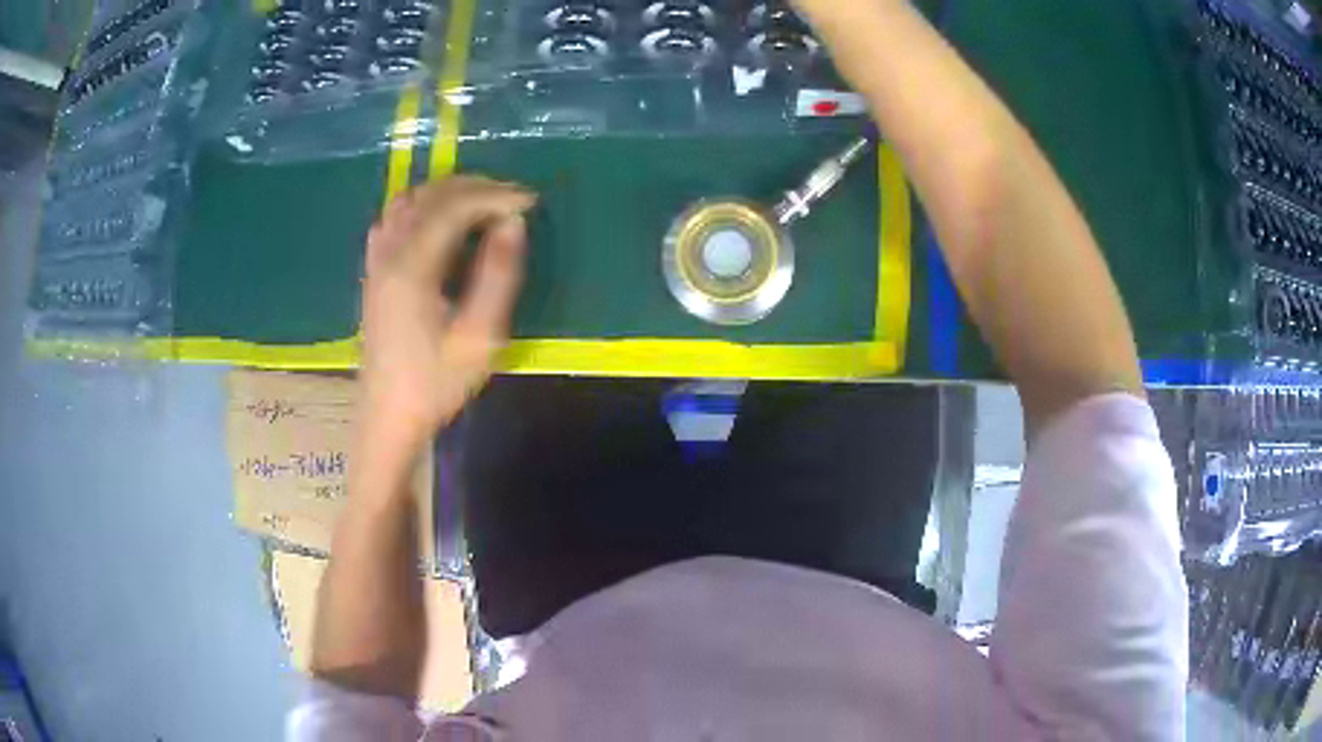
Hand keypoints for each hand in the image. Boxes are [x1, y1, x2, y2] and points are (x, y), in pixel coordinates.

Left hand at [360, 176, 536, 448]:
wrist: (388, 414)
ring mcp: (376, 258)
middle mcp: (389, 252)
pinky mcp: (374, 268)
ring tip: (483, 206)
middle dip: (476, 188)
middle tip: (513, 201)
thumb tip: (513, 224)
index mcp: (412, 267)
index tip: (531, 202)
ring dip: (449, 192)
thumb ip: (499, 275)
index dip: (495, 196)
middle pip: (431, 195)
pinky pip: (394, 216)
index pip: (455, 207)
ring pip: (410, 199)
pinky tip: (441, 222)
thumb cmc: (436, 383)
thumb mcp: (479, 338)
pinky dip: (423, 205)